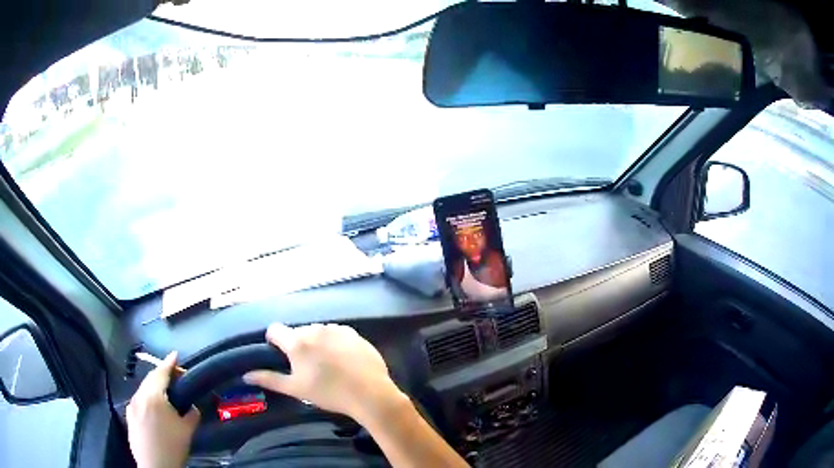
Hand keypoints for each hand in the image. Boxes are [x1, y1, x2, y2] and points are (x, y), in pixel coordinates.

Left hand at [127, 352, 199, 467]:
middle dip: (162, 375)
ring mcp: (131, 407)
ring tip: (165, 394)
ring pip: (143, 390)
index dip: (169, 363)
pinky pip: (139, 401)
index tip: (175, 355)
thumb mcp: (187, 430)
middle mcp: (139, 396)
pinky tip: (154, 411)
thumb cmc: (172, 446)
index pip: (161, 373)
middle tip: (175, 377)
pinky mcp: (129, 417)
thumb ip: (191, 413)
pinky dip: (147, 399)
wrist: (155, 466)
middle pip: (150, 380)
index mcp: (153, 396)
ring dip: (154, 388)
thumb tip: (192, 407)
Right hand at [243, 323, 406, 423]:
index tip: (279, 354)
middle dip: (298, 345)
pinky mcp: (354, 334)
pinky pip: (337, 334)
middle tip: (306, 367)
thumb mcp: (295, 389)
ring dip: (317, 343)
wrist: (369, 394)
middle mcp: (315, 329)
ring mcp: (337, 329)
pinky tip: (343, 360)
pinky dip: (335, 343)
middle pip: (298, 332)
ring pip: (318, 332)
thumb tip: (246, 374)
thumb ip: (269, 379)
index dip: (274, 340)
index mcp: (297, 342)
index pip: (275, 329)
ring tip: (326, 365)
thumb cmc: (328, 393)